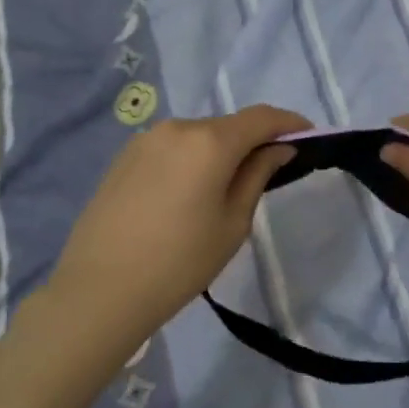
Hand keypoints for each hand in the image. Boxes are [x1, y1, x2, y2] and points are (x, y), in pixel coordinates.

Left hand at [47, 104, 310, 349]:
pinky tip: (185, 195)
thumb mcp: (232, 224)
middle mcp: (178, 127)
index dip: (289, 122)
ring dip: (218, 151)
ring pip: (198, 136)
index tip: (308, 135)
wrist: (100, 290)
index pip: (261, 117)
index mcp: (210, 142)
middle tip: (267, 172)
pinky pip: (171, 148)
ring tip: (222, 190)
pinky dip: (190, 159)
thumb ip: (258, 176)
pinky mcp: (124, 156)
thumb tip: (279, 148)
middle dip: (252, 141)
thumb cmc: (179, 263)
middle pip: (228, 126)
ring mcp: (146, 139)